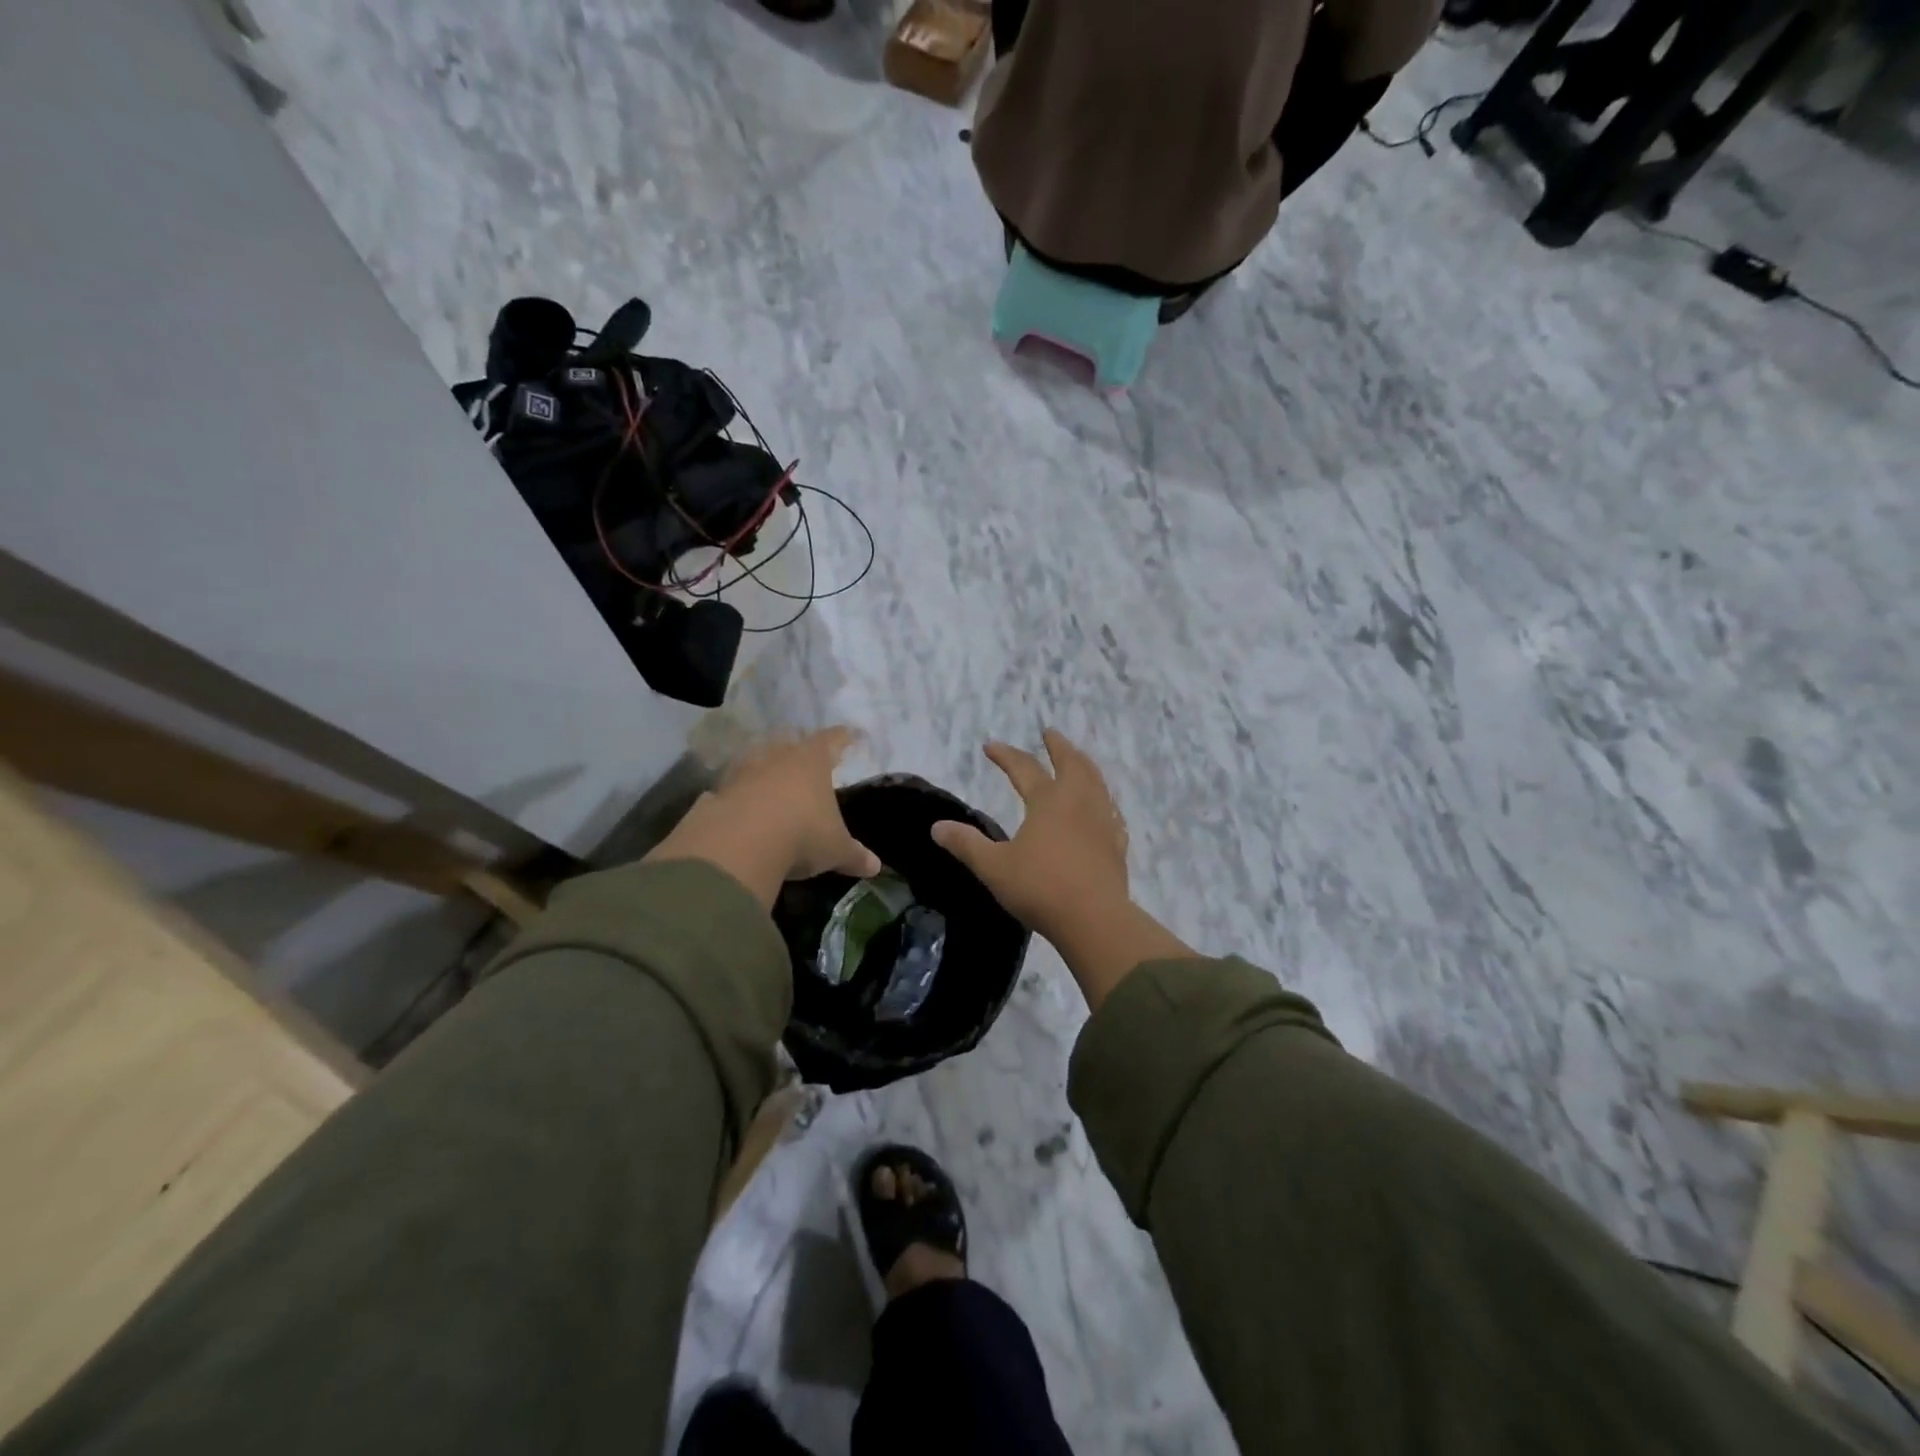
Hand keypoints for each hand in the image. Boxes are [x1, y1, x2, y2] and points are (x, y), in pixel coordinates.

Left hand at [646, 728, 880, 908]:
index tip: (849, 735)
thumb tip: (876, 866)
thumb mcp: (835, 849)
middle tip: (804, 756)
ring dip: (763, 769)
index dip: (842, 738)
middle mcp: (777, 756)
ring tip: (769, 780)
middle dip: (797, 749)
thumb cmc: (802, 834)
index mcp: (812, 761)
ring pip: (756, 760)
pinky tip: (739, 808)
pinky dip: (736, 795)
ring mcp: (743, 771)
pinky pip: (730, 789)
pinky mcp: (716, 793)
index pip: (832, 740)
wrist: (739, 843)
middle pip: (789, 743)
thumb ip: (854, 855)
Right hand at [932, 730, 1191, 1007]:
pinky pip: (1112, 812)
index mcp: (1048, 801)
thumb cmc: (1040, 888)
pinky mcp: (1117, 845)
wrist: (1094, 919)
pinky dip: (1104, 800)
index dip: (1005, 755)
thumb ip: (966, 845)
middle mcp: (1079, 802)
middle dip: (1058, 746)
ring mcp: (1103, 822)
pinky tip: (1104, 808)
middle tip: (1050, 733)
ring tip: (1078, 760)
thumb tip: (937, 827)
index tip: (990, 746)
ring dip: (1084, 765)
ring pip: (1096, 782)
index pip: (1024, 768)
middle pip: (1071, 763)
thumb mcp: (994, 867)